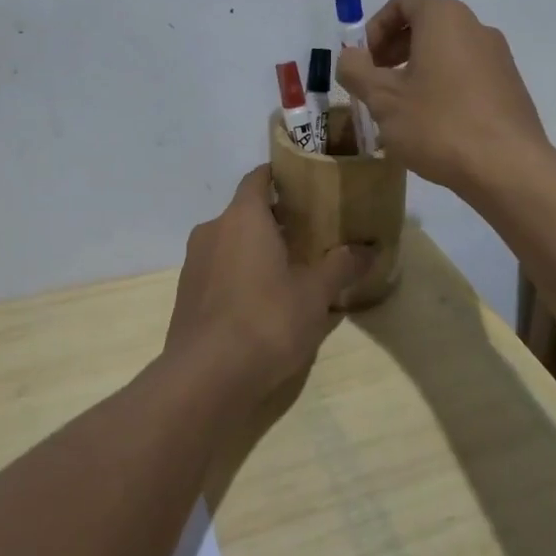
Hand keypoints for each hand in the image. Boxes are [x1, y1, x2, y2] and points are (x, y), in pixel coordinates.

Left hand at [165, 167, 373, 410]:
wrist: (205, 378)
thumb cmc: (266, 320)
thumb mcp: (315, 294)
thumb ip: (341, 266)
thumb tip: (370, 249)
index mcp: (243, 217)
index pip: (258, 177)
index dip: (281, 176)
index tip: (306, 184)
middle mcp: (213, 230)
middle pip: (246, 211)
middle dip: (276, 219)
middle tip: (311, 233)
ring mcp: (194, 263)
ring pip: (231, 242)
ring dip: (256, 249)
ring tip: (290, 269)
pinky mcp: (186, 294)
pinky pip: (218, 270)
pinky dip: (239, 274)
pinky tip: (262, 302)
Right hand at [335, 0, 549, 195]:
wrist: (508, 168)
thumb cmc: (439, 124)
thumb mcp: (383, 99)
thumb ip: (356, 71)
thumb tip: (350, 57)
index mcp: (445, 18)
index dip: (377, 24)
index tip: (365, 59)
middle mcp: (476, 27)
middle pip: (427, 22)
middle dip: (394, 47)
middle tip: (376, 83)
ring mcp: (499, 57)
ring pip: (447, 50)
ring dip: (417, 69)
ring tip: (401, 108)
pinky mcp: (510, 86)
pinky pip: (467, 73)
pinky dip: (443, 85)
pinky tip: (433, 124)